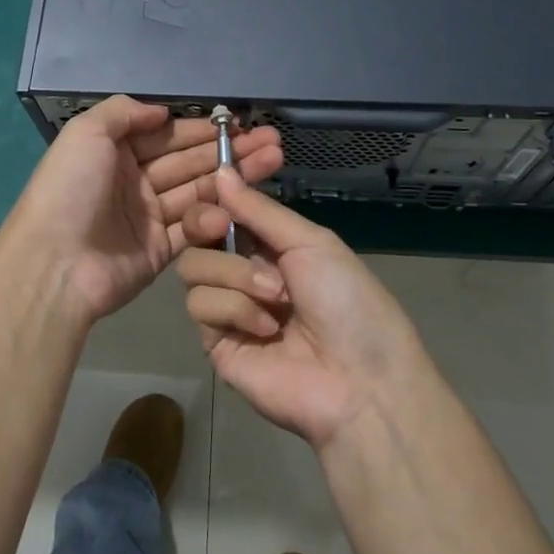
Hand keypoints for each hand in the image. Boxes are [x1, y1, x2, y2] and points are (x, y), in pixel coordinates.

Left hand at [2, 97, 283, 323]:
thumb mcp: (86, 134)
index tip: (239, 122)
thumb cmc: (70, 190)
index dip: (203, 129)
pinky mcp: (159, 250)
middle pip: (188, 161)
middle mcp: (133, 181)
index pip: (166, 134)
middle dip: (228, 149)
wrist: (55, 264)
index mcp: (114, 152)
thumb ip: (124, 112)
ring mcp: (147, 216)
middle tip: (271, 140)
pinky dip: (217, 213)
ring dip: (233, 176)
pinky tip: (246, 199)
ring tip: (273, 160)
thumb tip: (162, 112)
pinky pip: (193, 226)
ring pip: (197, 190)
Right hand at [177, 169, 426, 448]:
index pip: (224, 211)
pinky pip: (199, 306)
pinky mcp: (215, 342)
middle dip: (205, 224)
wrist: (360, 383)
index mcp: (270, 246)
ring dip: (235, 275)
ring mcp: (227, 309)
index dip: (214, 197)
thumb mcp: (311, 243)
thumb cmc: (348, 302)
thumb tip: (219, 171)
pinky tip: (266, 329)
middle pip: (196, 234)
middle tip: (220, 227)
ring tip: (275, 298)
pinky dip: (233, 309)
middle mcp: (243, 272)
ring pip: (193, 267)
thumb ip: (259, 210)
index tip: (213, 187)